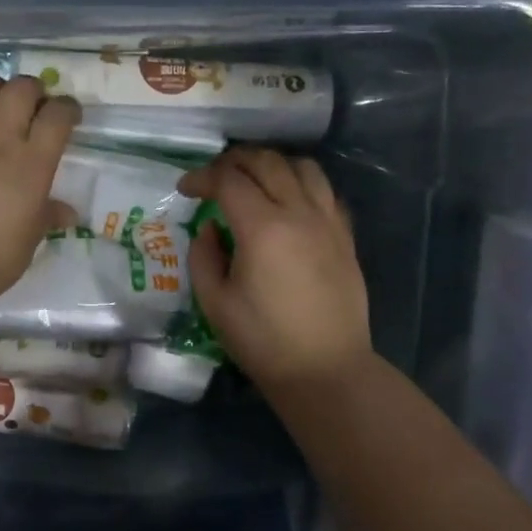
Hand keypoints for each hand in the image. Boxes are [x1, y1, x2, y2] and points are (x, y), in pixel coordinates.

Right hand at [179, 148, 372, 394]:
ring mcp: (328, 222)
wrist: (325, 369)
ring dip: (272, 164)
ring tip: (254, 180)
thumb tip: (210, 228)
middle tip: (214, 177)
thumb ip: (203, 256)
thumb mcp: (214, 302)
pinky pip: (326, 192)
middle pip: (266, 162)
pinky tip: (290, 202)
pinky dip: (302, 184)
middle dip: (234, 161)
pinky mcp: (345, 236)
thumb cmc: (262, 340)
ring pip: (303, 167)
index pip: (228, 180)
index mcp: (262, 228)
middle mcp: (299, 213)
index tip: (185, 189)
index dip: (201, 177)